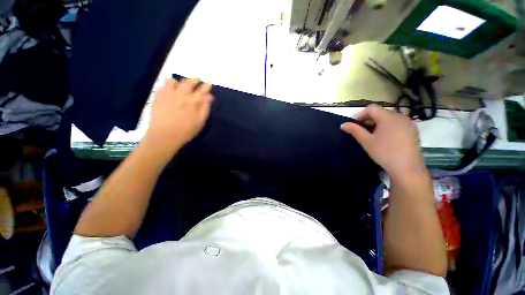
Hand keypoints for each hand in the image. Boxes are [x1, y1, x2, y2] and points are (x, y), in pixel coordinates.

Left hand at [143, 78, 213, 157]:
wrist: (165, 135)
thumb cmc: (186, 131)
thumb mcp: (200, 121)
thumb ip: (205, 108)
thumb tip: (209, 97)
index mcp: (194, 101)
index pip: (202, 90)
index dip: (206, 86)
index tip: (208, 84)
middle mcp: (182, 94)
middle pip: (189, 83)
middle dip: (195, 80)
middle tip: (198, 79)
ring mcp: (169, 94)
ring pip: (175, 81)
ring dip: (181, 81)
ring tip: (182, 84)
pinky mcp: (159, 96)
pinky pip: (164, 85)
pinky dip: (169, 84)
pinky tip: (170, 88)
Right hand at [340, 105, 424, 179]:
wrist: (407, 168)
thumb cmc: (384, 153)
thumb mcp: (366, 141)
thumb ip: (354, 130)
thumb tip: (343, 124)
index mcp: (388, 117)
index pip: (371, 108)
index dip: (360, 115)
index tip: (355, 126)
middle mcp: (400, 116)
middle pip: (380, 112)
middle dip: (369, 119)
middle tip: (362, 131)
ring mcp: (408, 123)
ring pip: (389, 117)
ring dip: (378, 123)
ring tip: (373, 135)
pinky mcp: (413, 130)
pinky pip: (397, 123)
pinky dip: (388, 126)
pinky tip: (386, 138)